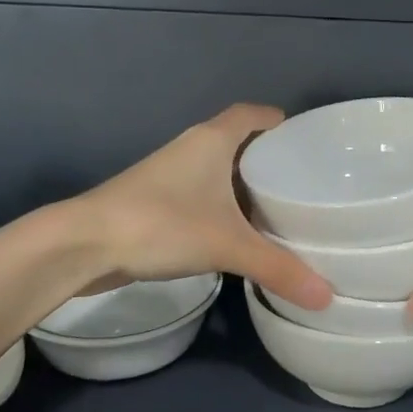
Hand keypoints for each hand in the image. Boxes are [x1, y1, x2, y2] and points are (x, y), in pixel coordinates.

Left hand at [70, 104, 332, 308]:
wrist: (83, 243)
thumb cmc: (161, 225)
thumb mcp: (227, 245)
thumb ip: (278, 269)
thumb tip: (328, 297)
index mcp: (212, 139)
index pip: (253, 114)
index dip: (280, 123)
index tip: (307, 144)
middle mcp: (192, 147)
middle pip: (239, 140)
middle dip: (269, 158)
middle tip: (303, 183)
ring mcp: (170, 173)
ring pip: (218, 168)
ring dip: (244, 184)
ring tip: (279, 209)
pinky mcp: (156, 199)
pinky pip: (202, 192)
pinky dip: (223, 204)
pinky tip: (238, 231)